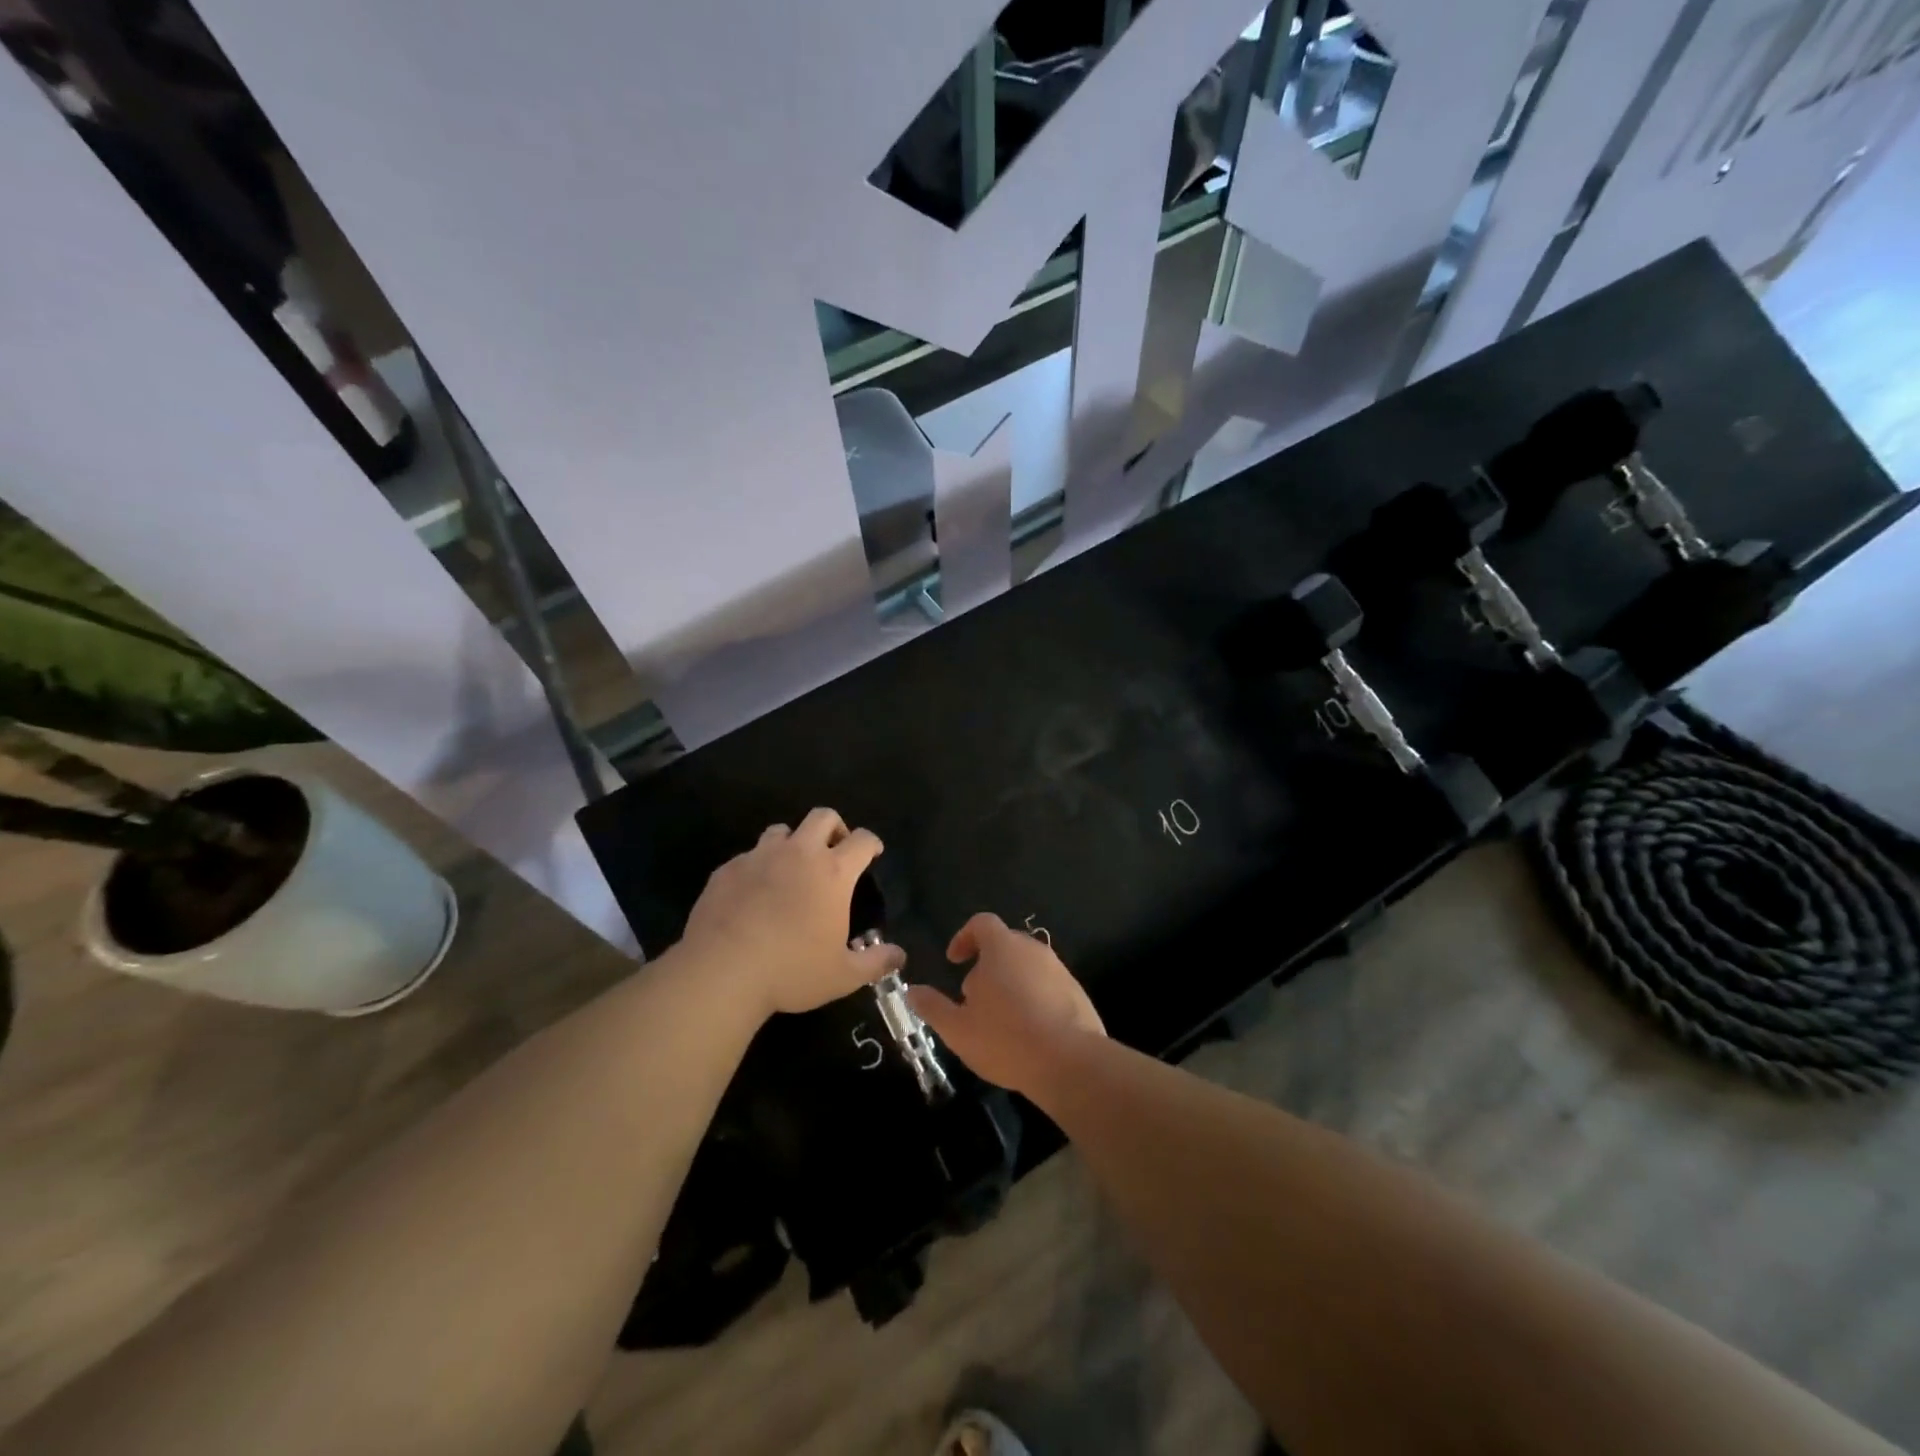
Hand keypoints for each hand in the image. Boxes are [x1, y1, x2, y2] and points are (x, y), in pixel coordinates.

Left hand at [679, 808, 901, 1017]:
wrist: (722, 971)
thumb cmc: (791, 970)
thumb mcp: (842, 975)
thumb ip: (875, 962)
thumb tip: (900, 956)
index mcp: (833, 872)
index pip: (862, 840)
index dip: (871, 843)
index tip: (872, 853)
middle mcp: (799, 854)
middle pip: (823, 816)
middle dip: (834, 827)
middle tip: (834, 851)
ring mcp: (760, 857)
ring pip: (781, 830)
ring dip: (792, 843)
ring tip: (791, 868)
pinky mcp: (728, 869)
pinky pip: (748, 856)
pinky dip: (758, 867)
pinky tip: (754, 893)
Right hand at [905, 912, 1105, 1097]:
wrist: (1070, 1062)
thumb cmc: (1005, 1039)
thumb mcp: (958, 1028)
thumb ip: (933, 1006)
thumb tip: (912, 991)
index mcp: (1002, 947)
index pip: (982, 923)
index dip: (964, 937)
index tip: (954, 961)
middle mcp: (1033, 949)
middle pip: (1006, 944)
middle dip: (987, 964)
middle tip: (974, 996)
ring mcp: (1059, 969)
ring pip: (1028, 966)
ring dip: (1011, 983)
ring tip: (1000, 1018)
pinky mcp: (1077, 992)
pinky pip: (1048, 986)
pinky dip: (1034, 998)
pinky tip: (1028, 1031)